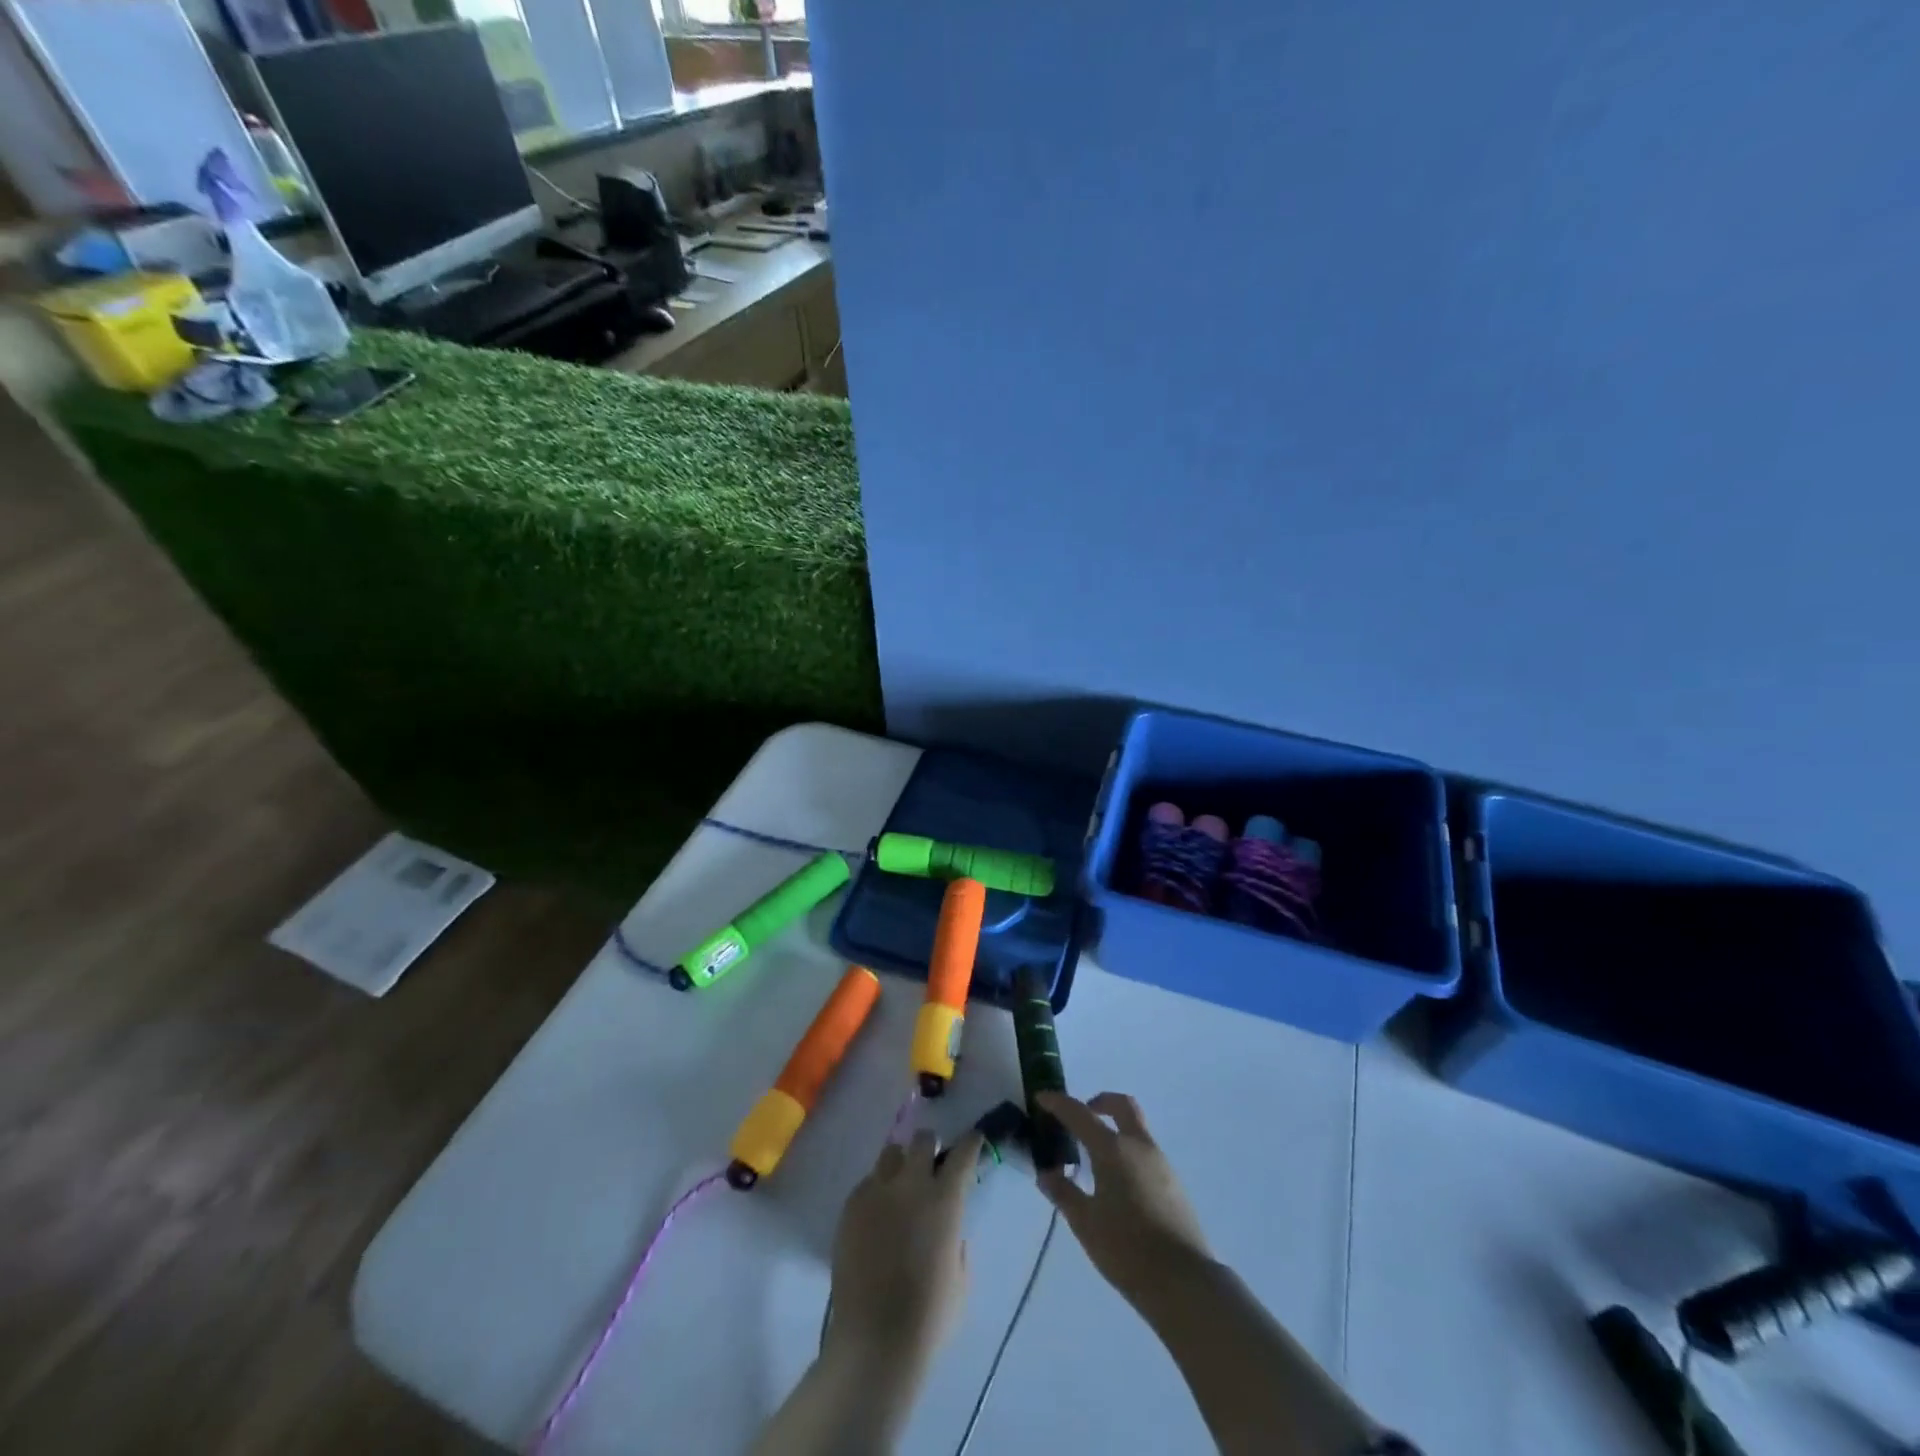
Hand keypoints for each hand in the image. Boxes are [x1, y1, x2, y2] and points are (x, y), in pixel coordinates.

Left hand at [825, 1128, 984, 1372]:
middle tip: (930, 1164)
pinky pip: (867, 1183)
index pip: (963, 1153)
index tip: (973, 1141)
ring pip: (891, 1154)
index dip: (971, 1144)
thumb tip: (949, 1229)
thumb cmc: (929, 1318)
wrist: (874, 1341)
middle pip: (922, 1140)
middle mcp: (911, 1184)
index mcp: (945, 1200)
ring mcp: (877, 1191)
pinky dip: (877, 1191)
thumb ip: (957, 1241)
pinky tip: (877, 1217)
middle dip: (929, 1146)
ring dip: (900, 1164)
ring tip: (900, 1187)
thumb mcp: (961, 1278)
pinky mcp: (850, 1206)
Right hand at [1036, 1091, 1212, 1307]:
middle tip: (1081, 1116)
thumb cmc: (1126, 1249)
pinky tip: (1118, 1183)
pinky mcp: (1174, 1184)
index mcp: (1113, 1149)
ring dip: (1116, 1129)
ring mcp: (1161, 1163)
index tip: (1042, 1098)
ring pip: (1136, 1129)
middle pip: (1122, 1105)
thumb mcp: (1085, 1223)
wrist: (1184, 1282)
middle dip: (1100, 1102)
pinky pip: (1146, 1152)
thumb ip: (1064, 1193)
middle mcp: (1139, 1146)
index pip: (1080, 1114)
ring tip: (1095, 1158)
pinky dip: (1128, 1152)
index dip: (1058, 1103)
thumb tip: (1046, 1174)